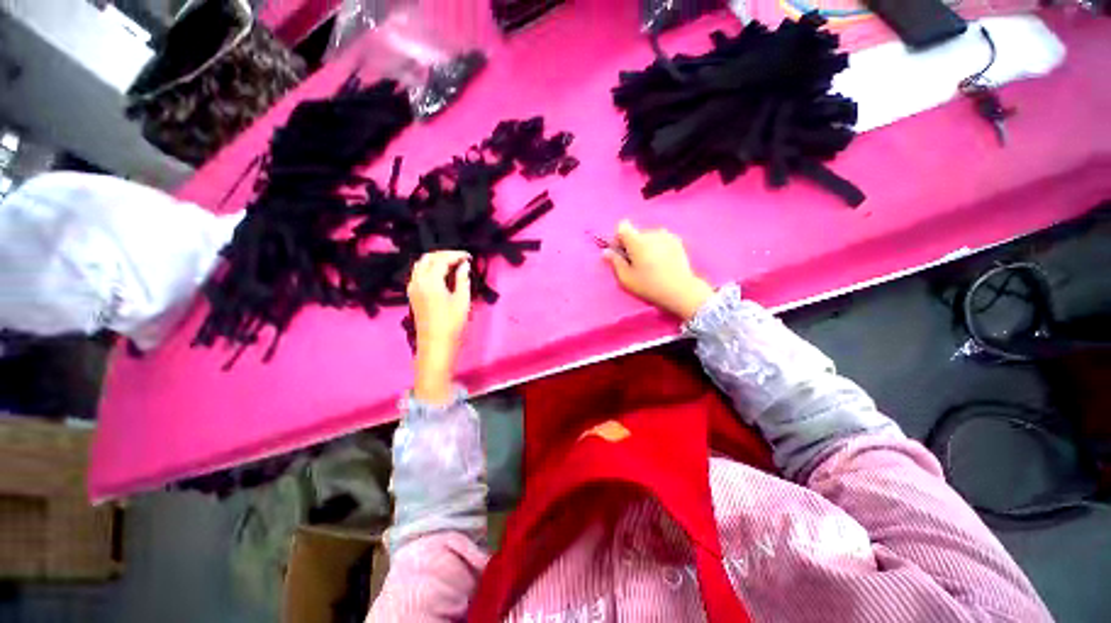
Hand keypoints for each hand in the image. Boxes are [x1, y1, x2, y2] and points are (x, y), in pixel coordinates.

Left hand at [408, 251, 470, 404]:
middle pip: (428, 258)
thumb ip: (462, 279)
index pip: (442, 259)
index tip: (469, 257)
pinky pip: (418, 273)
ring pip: (421, 265)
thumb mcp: (462, 300)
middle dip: (444, 254)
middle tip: (460, 258)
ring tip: (452, 264)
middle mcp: (417, 281)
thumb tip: (464, 265)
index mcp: (430, 281)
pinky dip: (430, 268)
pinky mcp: (412, 295)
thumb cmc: (452, 324)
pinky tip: (442, 275)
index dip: (456, 255)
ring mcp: (412, 288)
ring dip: (436, 260)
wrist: (436, 345)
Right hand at [604, 220, 714, 320]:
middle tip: (635, 262)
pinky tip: (661, 262)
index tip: (621, 251)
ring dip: (645, 245)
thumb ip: (615, 262)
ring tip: (649, 263)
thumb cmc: (649, 285)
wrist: (680, 289)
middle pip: (635, 232)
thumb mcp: (626, 278)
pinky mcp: (677, 241)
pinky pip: (661, 239)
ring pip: (648, 235)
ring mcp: (666, 235)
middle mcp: (651, 233)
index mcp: (637, 240)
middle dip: (632, 244)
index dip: (618, 237)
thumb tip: (606, 251)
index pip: (622, 226)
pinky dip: (658, 246)